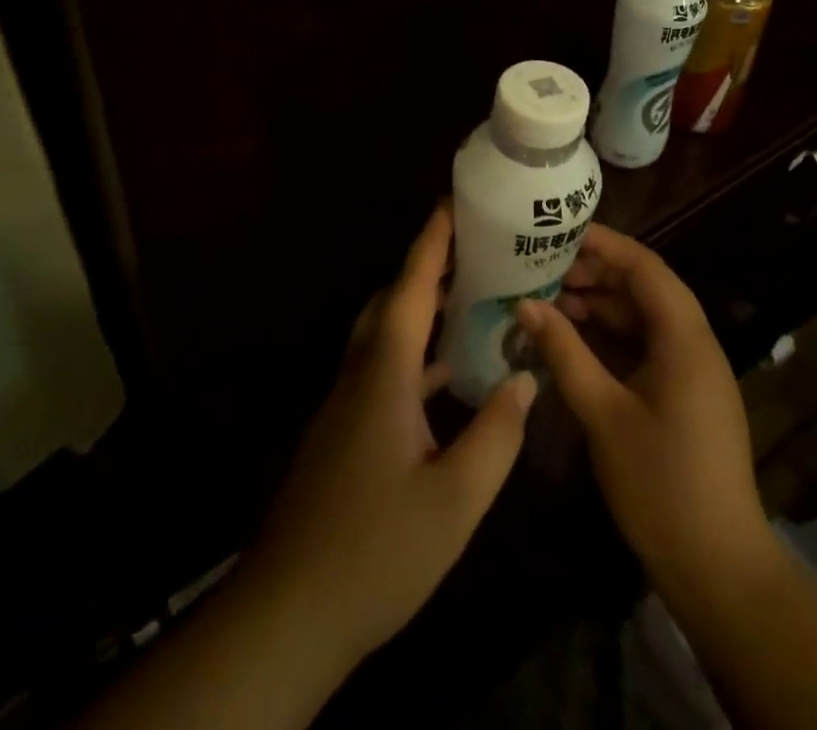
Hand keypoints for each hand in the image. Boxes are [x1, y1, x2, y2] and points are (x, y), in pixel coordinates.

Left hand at [243, 203, 536, 670]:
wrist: (289, 614)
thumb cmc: (376, 549)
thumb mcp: (455, 498)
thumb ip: (496, 434)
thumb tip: (527, 378)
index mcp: (384, 374)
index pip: (410, 289)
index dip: (431, 243)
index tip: (452, 203)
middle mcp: (360, 375)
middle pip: (391, 301)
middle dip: (428, 267)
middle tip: (474, 249)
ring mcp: (347, 404)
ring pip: (385, 335)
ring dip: (422, 309)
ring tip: (471, 296)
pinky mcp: (345, 432)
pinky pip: (384, 368)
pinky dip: (416, 353)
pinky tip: (449, 373)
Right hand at [516, 224, 770, 594]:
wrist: (719, 568)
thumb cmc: (661, 484)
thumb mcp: (604, 414)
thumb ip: (565, 353)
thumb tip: (525, 305)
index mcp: (684, 337)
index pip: (644, 267)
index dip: (604, 244)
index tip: (559, 234)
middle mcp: (693, 343)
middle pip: (643, 289)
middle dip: (595, 276)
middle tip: (542, 272)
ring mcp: (691, 371)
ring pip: (642, 319)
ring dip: (600, 308)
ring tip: (548, 303)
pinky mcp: (683, 395)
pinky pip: (644, 348)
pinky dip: (610, 340)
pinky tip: (572, 343)